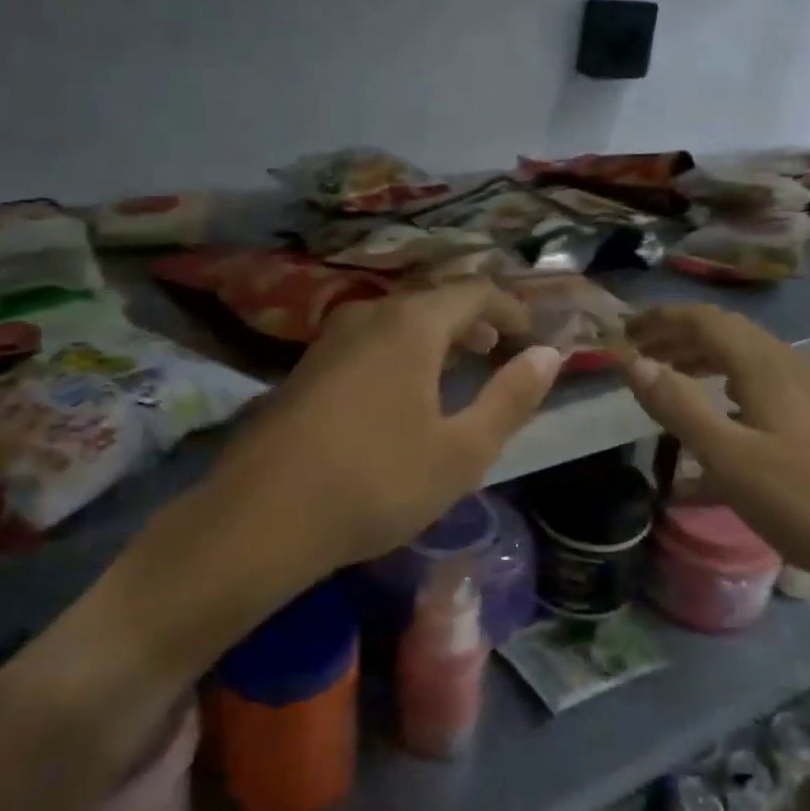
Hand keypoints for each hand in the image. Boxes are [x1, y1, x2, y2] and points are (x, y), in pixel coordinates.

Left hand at [204, 281, 563, 574]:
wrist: (259, 518)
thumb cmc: (377, 481)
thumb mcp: (462, 450)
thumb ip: (511, 398)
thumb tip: (550, 354)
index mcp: (411, 324)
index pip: (475, 291)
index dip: (512, 308)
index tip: (533, 336)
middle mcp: (369, 315)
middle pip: (434, 300)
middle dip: (474, 321)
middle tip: (501, 349)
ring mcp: (330, 339)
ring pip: (398, 320)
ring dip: (437, 337)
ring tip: (459, 368)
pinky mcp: (305, 368)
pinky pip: (369, 342)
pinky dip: (402, 352)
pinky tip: (404, 394)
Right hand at [619, 304, 809, 605]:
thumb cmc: (803, 500)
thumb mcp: (729, 457)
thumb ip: (678, 406)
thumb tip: (634, 363)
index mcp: (765, 365)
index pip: (705, 320)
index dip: (661, 319)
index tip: (624, 331)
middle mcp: (788, 366)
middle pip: (725, 333)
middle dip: (678, 336)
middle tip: (638, 354)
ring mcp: (808, 392)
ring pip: (744, 359)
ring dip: (702, 360)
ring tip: (668, 379)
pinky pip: (761, 386)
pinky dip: (726, 387)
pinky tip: (717, 420)